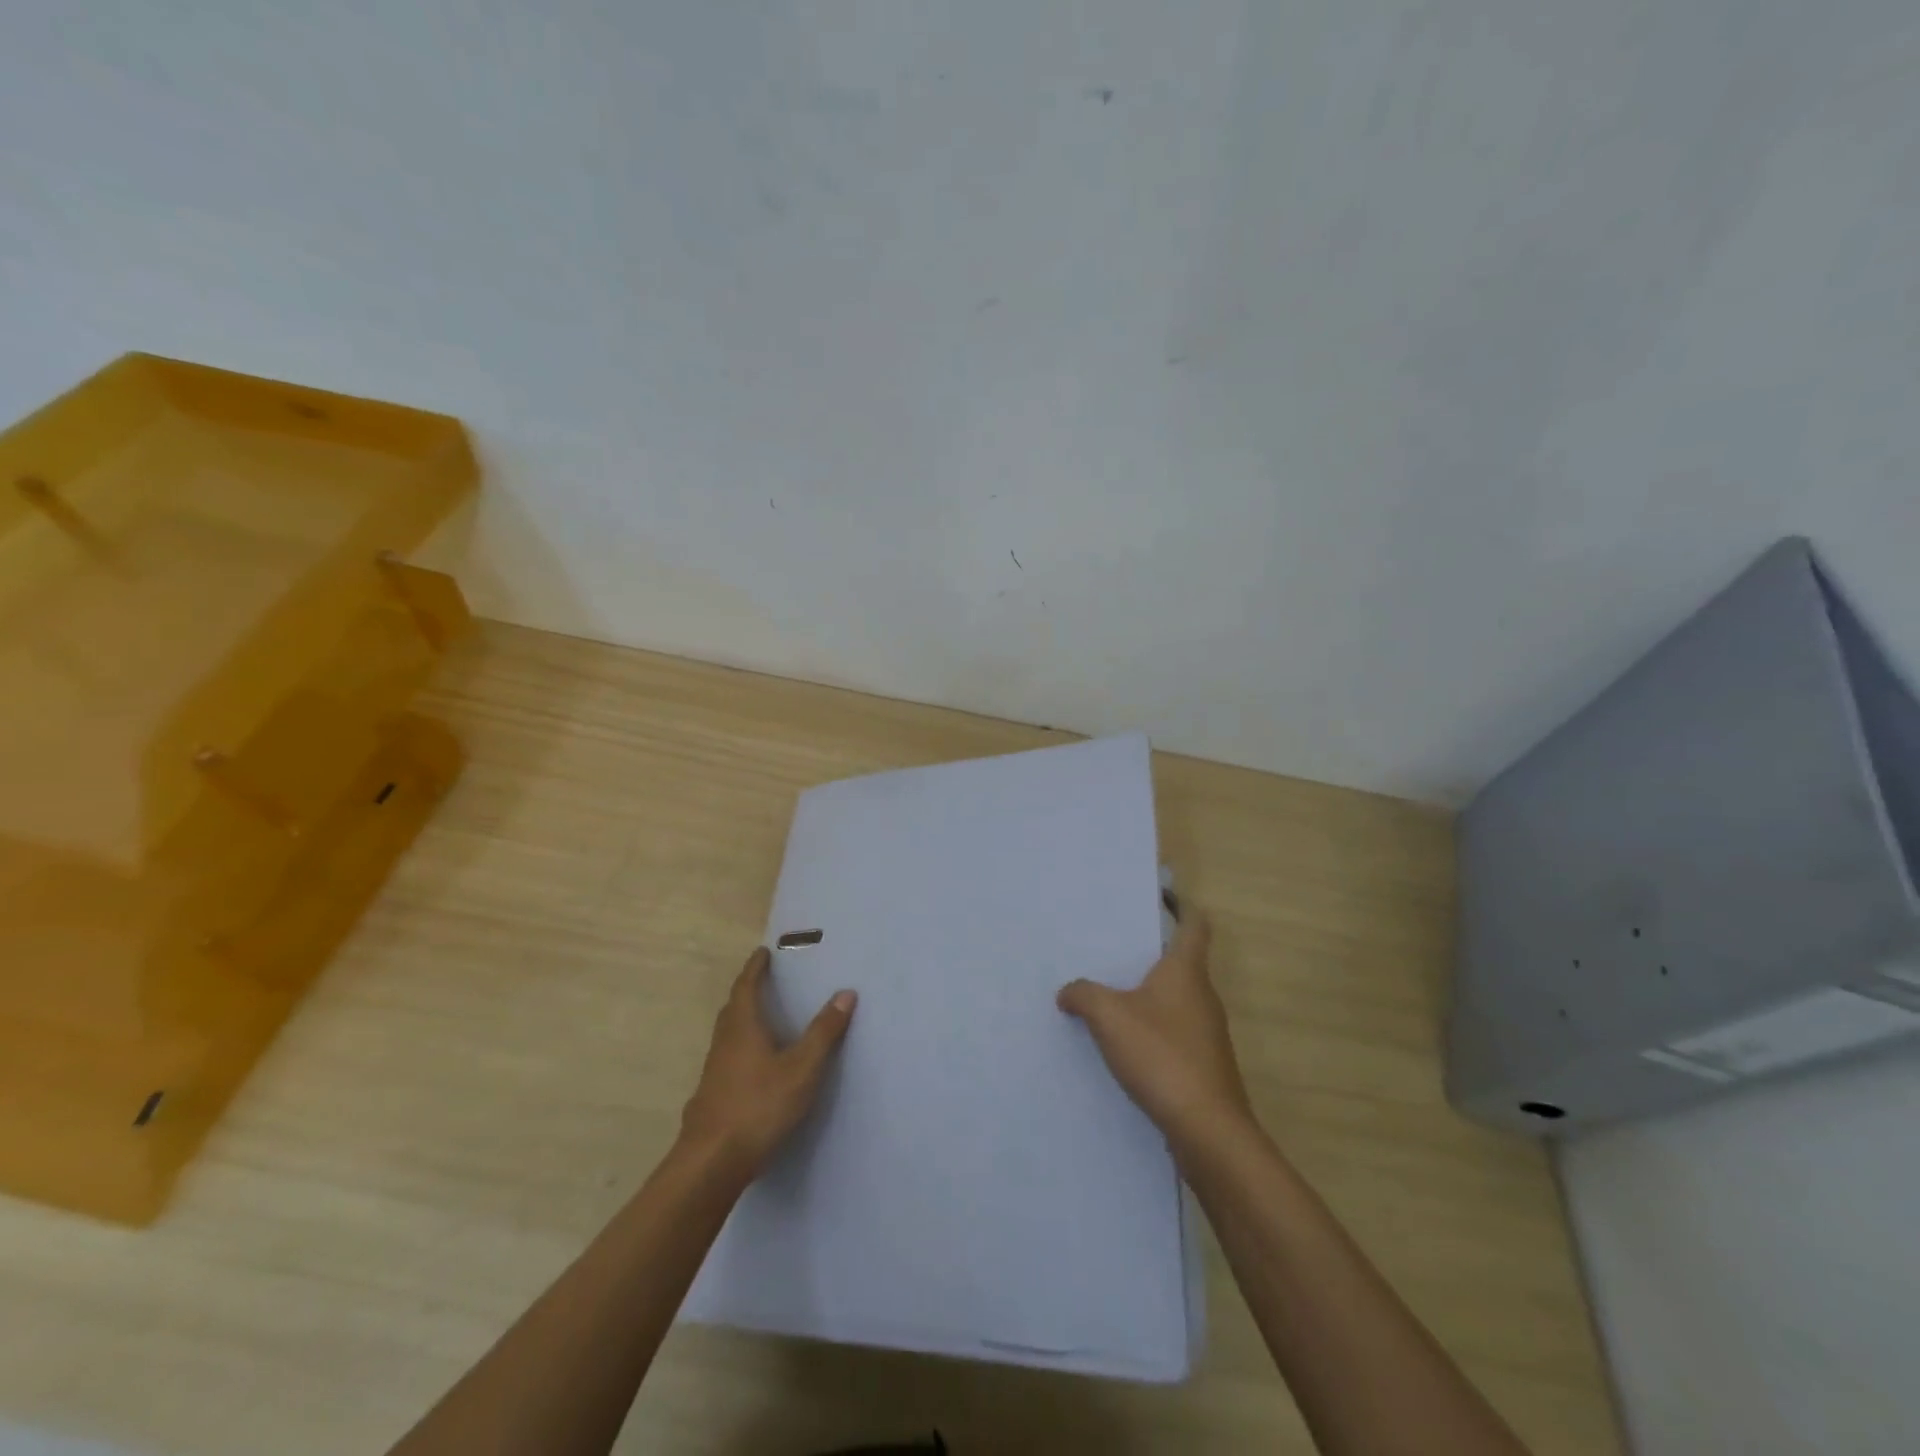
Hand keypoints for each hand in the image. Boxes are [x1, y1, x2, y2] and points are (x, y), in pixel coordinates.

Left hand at [680, 947, 856, 1177]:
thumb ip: (824, 1032)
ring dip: (742, 1020)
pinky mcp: (711, 1096)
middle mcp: (724, 1042)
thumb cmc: (759, 1105)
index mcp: (743, 1027)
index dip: (755, 968)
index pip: (747, 986)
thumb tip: (846, 992)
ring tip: (762, 1019)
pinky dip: (740, 1048)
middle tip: (763, 980)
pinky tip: (752, 1067)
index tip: (762, 952)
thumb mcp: (802, 1068)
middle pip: (733, 1008)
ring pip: (728, 1035)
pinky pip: (727, 1058)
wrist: (711, 1162)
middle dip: (747, 991)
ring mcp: (714, 1071)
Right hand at [1057, 913, 1252, 1154]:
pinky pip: (1174, 1033)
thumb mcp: (1109, 1017)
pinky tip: (1123, 1045)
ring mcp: (1207, 1033)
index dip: (1181, 907)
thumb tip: (1067, 992)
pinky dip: (1152, 1030)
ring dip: (1148, 996)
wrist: (1207, 1129)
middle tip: (1112, 949)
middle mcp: (1202, 996)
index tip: (1160, 897)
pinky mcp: (1204, 1065)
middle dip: (1150, 955)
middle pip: (1181, 962)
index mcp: (1186, 972)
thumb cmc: (1162, 1055)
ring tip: (1109, 996)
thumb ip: (1083, 995)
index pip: (1194, 925)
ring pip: (1176, 1000)